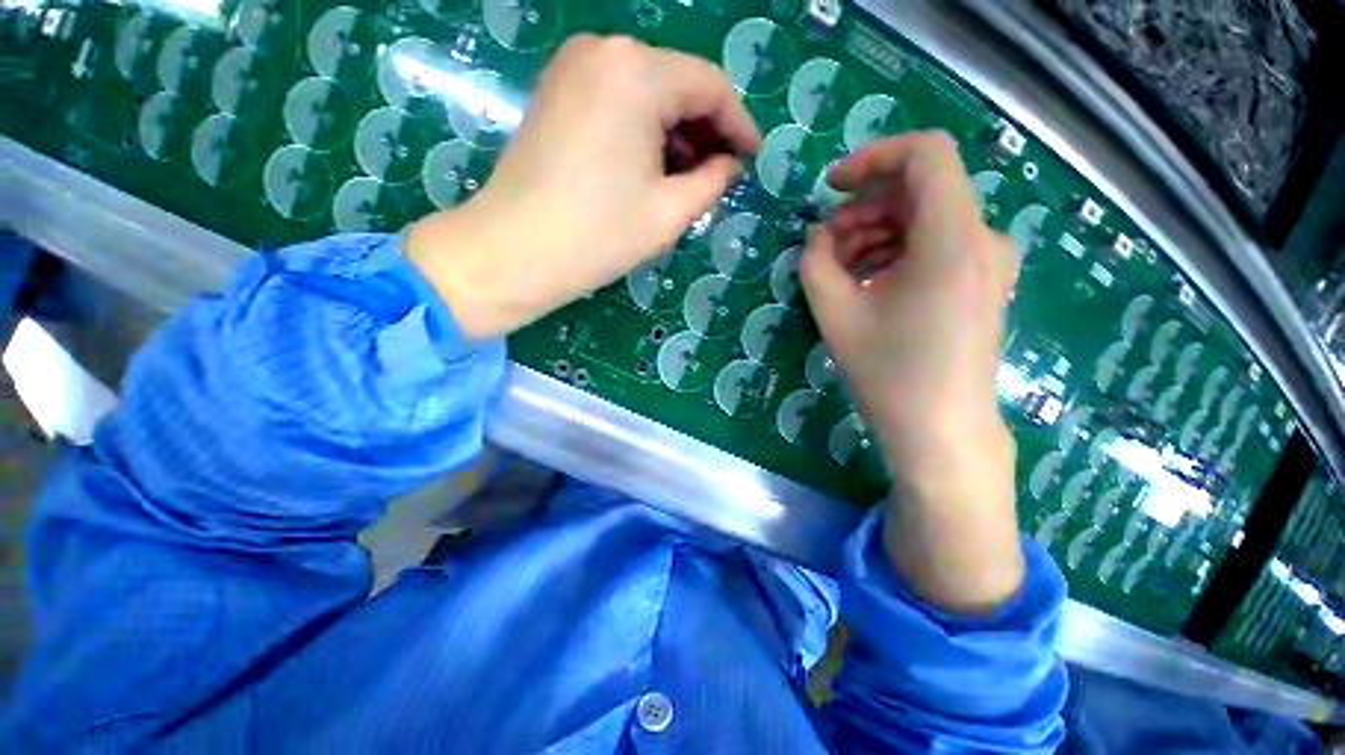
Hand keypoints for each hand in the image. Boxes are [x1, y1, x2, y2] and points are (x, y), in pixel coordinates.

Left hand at [408, 35, 760, 339]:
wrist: (514, 252)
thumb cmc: (599, 235)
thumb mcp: (670, 212)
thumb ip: (712, 181)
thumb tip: (728, 164)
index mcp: (637, 72)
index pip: (710, 85)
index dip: (738, 123)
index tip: (751, 158)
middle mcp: (604, 51)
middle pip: (677, 84)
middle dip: (705, 131)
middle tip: (718, 176)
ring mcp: (573, 68)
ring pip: (647, 93)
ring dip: (674, 134)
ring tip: (686, 180)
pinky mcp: (557, 92)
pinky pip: (618, 101)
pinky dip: (643, 131)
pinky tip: (650, 168)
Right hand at [800, 132, 1023, 612]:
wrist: (939, 430)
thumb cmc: (887, 373)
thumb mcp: (834, 312)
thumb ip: (815, 261)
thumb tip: (819, 234)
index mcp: (953, 237)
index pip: (925, 154)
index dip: (873, 158)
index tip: (832, 188)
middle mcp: (983, 238)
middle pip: (921, 190)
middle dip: (864, 208)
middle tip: (825, 244)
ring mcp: (989, 262)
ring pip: (926, 219)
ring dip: (877, 232)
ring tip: (840, 268)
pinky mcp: (982, 283)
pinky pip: (937, 245)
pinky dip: (898, 251)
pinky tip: (868, 282)